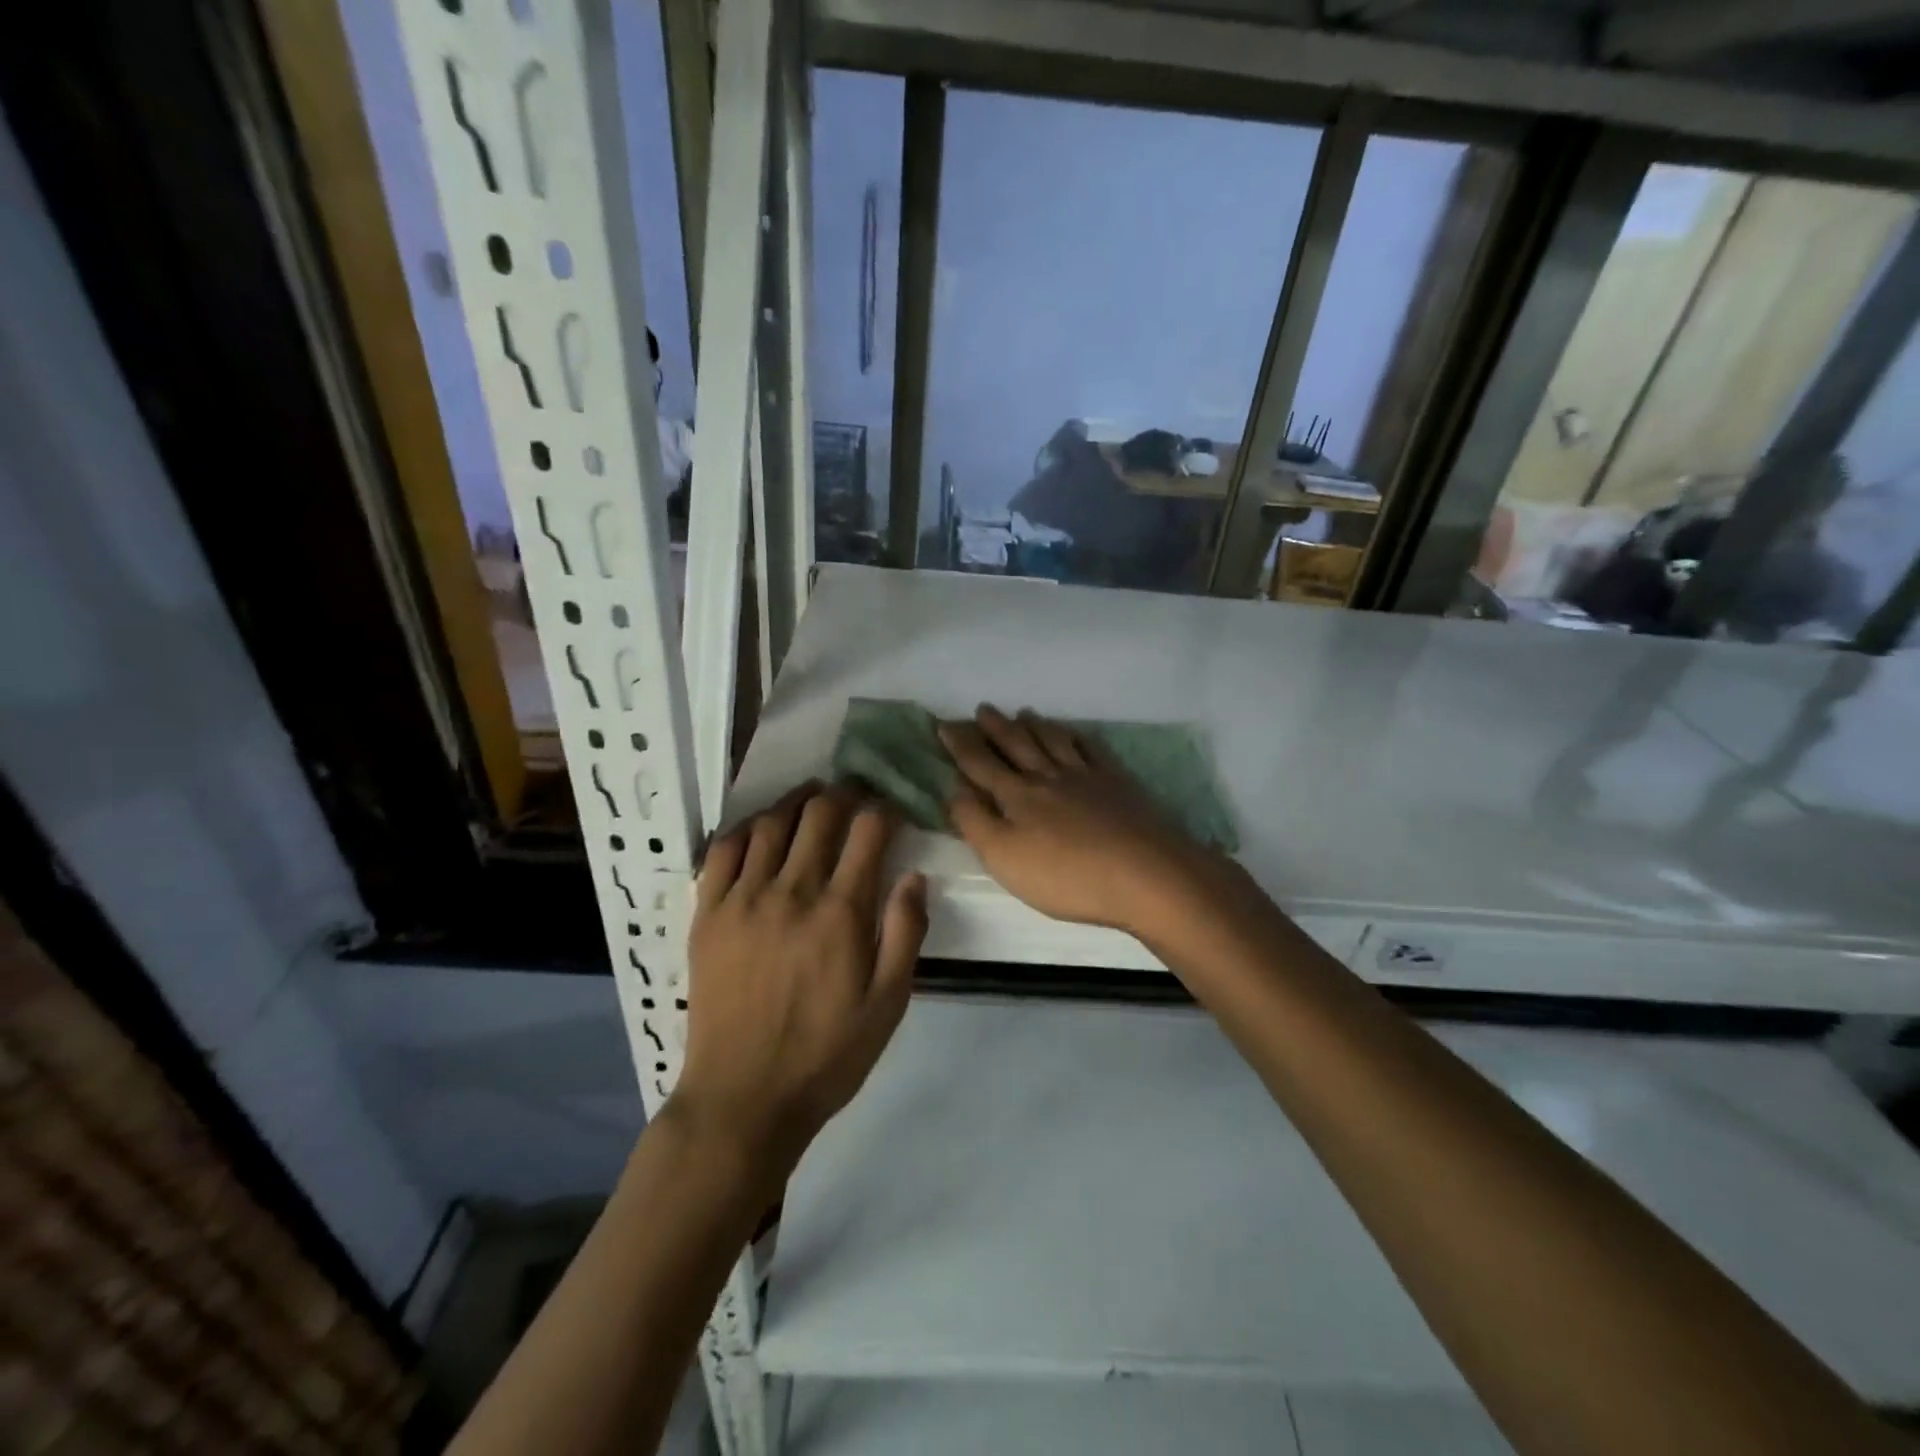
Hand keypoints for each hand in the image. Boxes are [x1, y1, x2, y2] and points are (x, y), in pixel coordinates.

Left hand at [673, 786, 926, 1175]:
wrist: (743, 1098)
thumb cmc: (826, 1055)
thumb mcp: (888, 1005)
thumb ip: (905, 934)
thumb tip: (915, 875)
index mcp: (841, 913)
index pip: (868, 832)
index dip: (885, 810)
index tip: (892, 810)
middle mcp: (791, 892)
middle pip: (820, 815)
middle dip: (844, 794)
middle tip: (855, 792)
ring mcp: (743, 899)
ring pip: (771, 823)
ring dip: (797, 801)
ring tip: (812, 797)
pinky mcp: (707, 913)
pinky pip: (724, 850)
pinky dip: (746, 828)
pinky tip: (761, 828)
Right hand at [940, 706, 1229, 934]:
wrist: (1146, 874)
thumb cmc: (1066, 875)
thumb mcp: (1004, 857)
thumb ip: (974, 822)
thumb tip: (954, 789)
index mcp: (1017, 796)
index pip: (980, 764)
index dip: (960, 744)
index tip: (944, 724)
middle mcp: (1048, 777)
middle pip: (1017, 745)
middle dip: (996, 727)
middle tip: (983, 708)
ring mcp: (1086, 777)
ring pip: (1054, 741)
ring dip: (1035, 725)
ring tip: (1025, 712)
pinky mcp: (1118, 784)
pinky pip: (1092, 750)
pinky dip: (1078, 737)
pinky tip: (1076, 734)